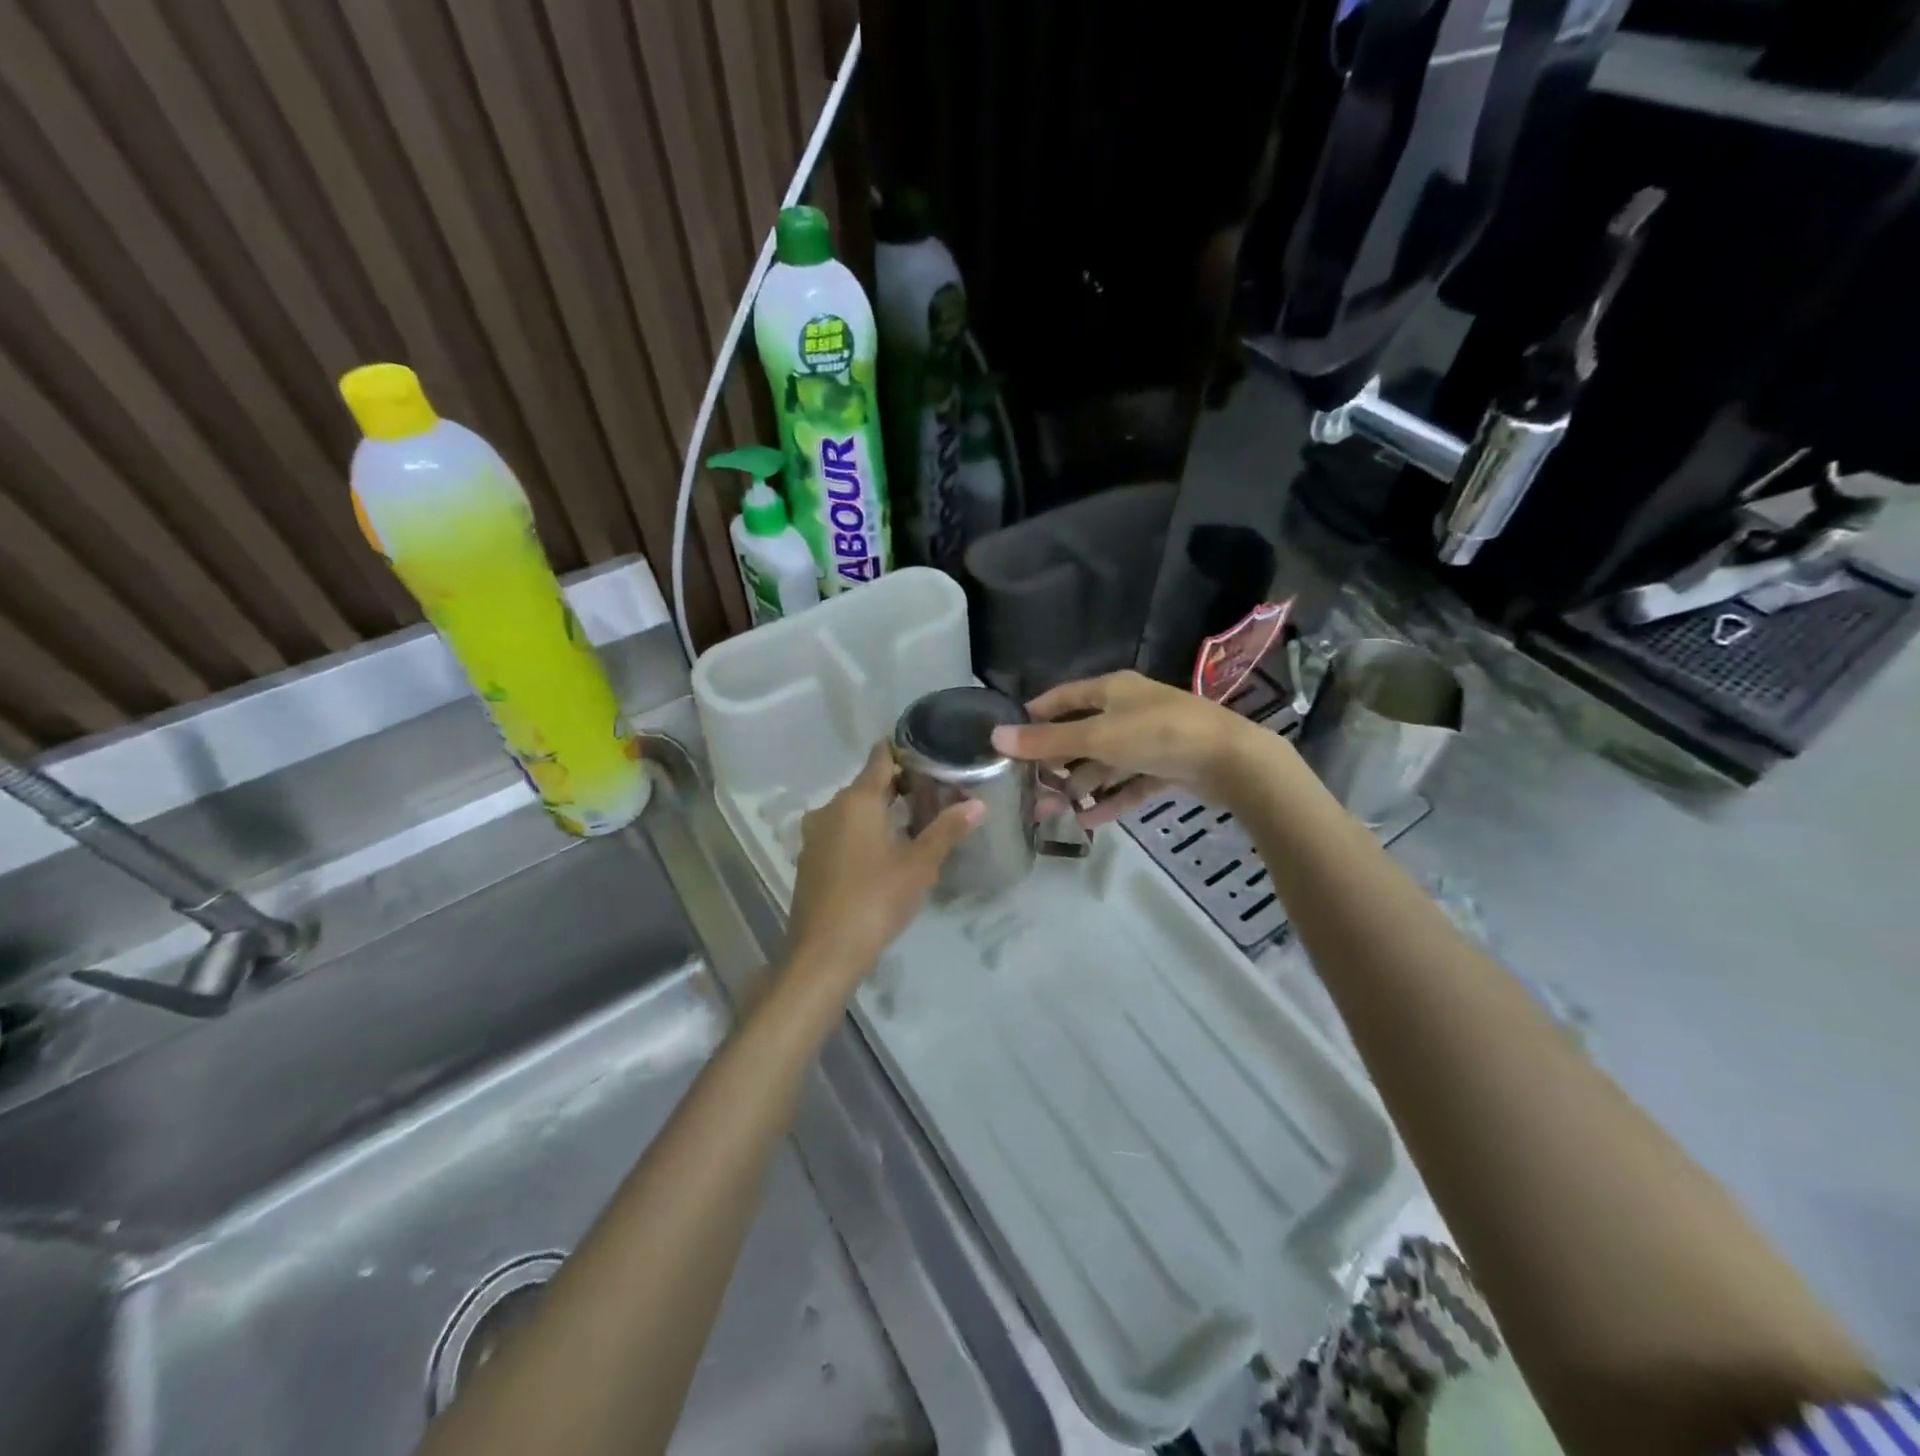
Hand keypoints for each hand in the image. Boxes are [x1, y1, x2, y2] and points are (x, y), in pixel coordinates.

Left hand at [783, 742, 982, 992]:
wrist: (824, 952)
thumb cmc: (876, 899)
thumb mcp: (920, 864)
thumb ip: (947, 829)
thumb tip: (978, 803)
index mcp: (857, 799)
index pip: (880, 757)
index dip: (904, 751)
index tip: (929, 754)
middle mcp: (830, 807)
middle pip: (867, 784)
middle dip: (898, 786)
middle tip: (933, 795)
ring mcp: (815, 834)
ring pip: (852, 810)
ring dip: (879, 812)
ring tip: (913, 824)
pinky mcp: (809, 858)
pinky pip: (839, 831)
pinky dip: (861, 832)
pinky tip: (882, 853)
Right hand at [990, 670, 1271, 825]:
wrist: (1231, 760)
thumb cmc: (1158, 735)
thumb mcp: (1097, 737)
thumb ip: (1047, 741)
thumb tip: (996, 737)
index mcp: (1112, 690)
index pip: (1064, 697)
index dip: (1037, 714)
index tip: (1011, 735)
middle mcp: (1130, 709)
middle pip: (1083, 734)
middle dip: (1056, 762)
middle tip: (1029, 787)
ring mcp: (1151, 739)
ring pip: (1106, 762)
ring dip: (1081, 786)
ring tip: (1052, 812)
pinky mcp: (1168, 766)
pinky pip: (1130, 783)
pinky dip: (1111, 799)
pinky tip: (1088, 822)